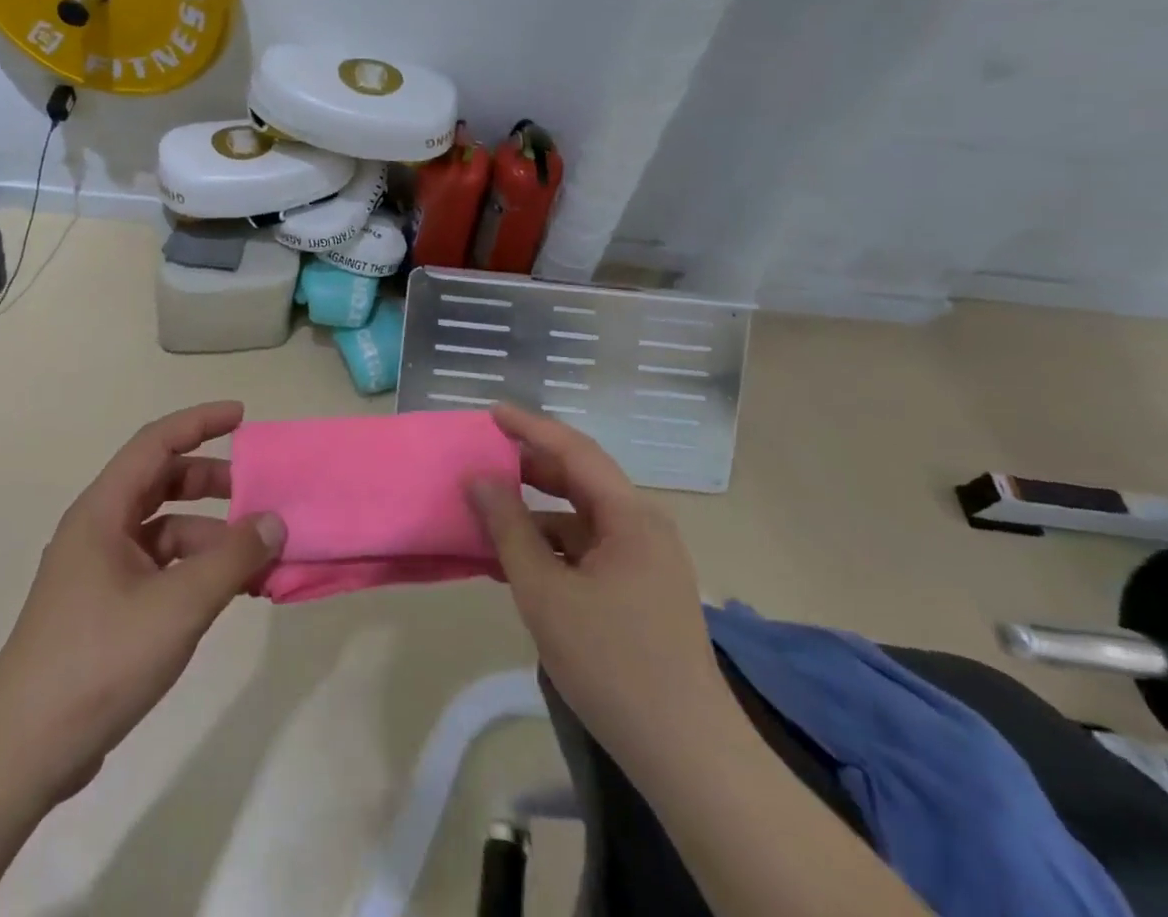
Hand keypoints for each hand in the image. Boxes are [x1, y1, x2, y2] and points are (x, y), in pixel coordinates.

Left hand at [0, 402, 285, 802]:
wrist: (23, 752)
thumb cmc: (98, 661)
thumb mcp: (177, 606)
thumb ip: (232, 559)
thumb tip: (274, 521)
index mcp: (102, 512)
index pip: (155, 443)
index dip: (199, 422)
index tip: (242, 417)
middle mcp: (99, 530)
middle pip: (162, 483)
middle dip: (212, 482)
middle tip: (259, 492)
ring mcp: (101, 571)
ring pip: (165, 530)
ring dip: (211, 535)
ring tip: (259, 557)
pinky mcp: (108, 607)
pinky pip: (162, 567)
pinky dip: (197, 569)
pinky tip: (231, 592)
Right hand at [467, 404, 729, 756]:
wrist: (688, 755)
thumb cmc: (613, 663)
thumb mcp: (546, 593)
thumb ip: (509, 529)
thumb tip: (479, 480)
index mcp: (630, 516)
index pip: (575, 450)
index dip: (530, 427)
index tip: (491, 413)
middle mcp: (644, 526)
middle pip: (581, 479)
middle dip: (531, 467)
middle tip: (484, 460)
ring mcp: (647, 559)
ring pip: (583, 517)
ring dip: (537, 513)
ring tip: (490, 516)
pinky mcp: (643, 589)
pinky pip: (590, 548)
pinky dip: (554, 546)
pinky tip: (519, 562)